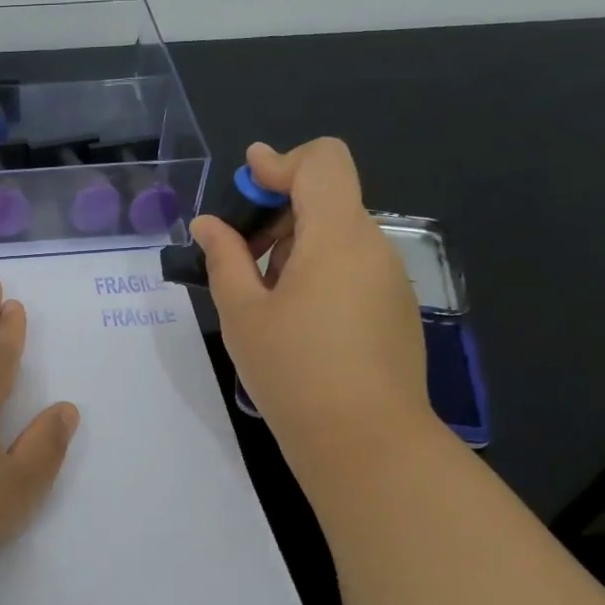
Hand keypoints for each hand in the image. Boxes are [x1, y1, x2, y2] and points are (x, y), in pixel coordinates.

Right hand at [191, 139, 432, 466]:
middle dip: (278, 213)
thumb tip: (208, 224)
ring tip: (264, 300)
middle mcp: (373, 246)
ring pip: (339, 235)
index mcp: (337, 236)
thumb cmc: (294, 372)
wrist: (366, 443)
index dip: (281, 162)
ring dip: (296, 247)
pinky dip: (319, 273)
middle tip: (240, 258)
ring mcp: (391, 279)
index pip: (323, 161)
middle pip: (328, 198)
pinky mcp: (396, 309)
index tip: (244, 186)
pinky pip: (353, 268)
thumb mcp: (243, 314)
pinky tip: (297, 323)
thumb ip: (224, 258)